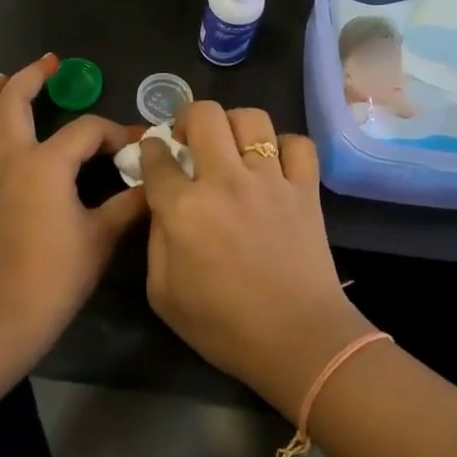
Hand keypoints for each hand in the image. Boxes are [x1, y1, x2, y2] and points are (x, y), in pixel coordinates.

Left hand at [0, 56, 147, 358]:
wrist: (3, 321)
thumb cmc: (58, 277)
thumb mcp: (103, 237)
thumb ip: (130, 204)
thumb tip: (154, 184)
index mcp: (45, 164)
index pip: (86, 131)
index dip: (114, 132)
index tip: (133, 144)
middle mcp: (5, 161)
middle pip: (11, 103)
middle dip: (31, 77)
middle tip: (49, 65)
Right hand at [141, 103, 369, 417]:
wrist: (299, 341)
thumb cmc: (224, 326)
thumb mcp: (164, 294)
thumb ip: (155, 240)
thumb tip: (162, 204)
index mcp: (184, 209)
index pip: (158, 156)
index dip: (150, 150)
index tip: (154, 155)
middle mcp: (225, 181)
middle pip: (204, 115)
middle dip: (187, 118)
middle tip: (188, 140)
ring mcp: (270, 180)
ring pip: (251, 118)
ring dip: (233, 124)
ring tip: (230, 146)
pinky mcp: (306, 188)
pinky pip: (298, 143)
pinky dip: (284, 146)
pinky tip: (274, 165)